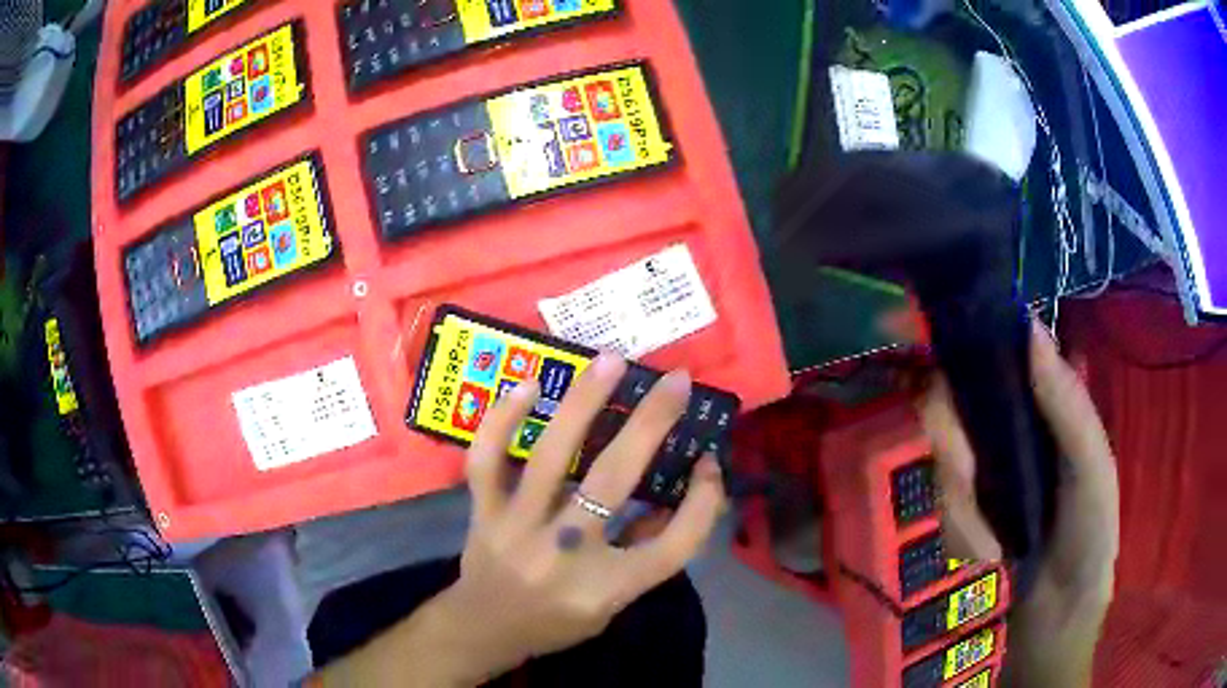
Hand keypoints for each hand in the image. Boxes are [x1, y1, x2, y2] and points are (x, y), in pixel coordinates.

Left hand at [317, 354, 725, 686]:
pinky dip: (502, 420)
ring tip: (610, 361)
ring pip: (551, 457)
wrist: (484, 628)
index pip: (674, 543)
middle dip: (651, 424)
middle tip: (675, 381)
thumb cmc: (557, 620)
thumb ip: (645, 553)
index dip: (702, 501)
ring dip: (584, 403)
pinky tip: (528, 386)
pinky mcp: (484, 511)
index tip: (711, 462)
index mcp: (607, 586)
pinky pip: (486, 459)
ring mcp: (517, 527)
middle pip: (615, 481)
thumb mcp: (614, 604)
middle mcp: (564, 553)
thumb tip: (671, 494)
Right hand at [918, 321, 1118, 686]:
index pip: (993, 351)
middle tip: (969, 484)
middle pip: (947, 409)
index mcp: (1044, 401)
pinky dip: (959, 533)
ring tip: (990, 548)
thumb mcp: (1091, 467)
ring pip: (940, 465)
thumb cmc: (1090, 530)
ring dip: (961, 514)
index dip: (960, 344)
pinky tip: (987, 554)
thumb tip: (1031, 327)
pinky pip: (941, 507)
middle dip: (952, 456)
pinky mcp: (963, 508)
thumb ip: (1068, 405)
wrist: (1059, 609)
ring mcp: (981, 467)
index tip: (930, 353)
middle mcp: (1005, 423)